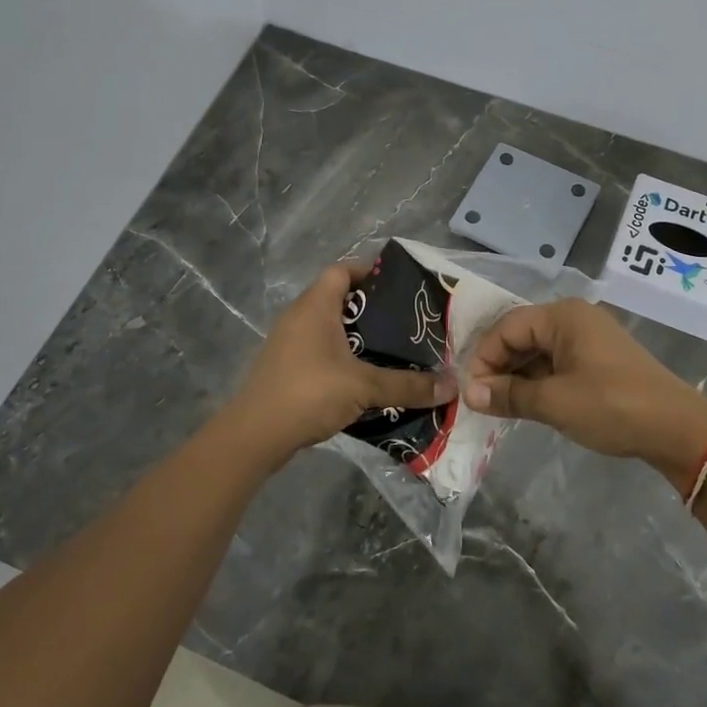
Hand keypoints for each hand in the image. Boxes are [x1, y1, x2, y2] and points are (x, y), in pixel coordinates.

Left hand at [220, 264, 455, 463]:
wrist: (254, 436)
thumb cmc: (308, 393)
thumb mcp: (364, 386)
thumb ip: (408, 385)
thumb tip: (452, 385)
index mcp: (315, 306)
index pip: (342, 270)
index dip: (369, 271)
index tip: (400, 286)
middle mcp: (299, 317)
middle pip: (339, 299)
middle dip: (372, 309)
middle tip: (406, 322)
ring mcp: (288, 343)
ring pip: (329, 328)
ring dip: (358, 337)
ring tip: (393, 350)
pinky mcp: (285, 368)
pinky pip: (320, 351)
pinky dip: (343, 357)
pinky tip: (365, 378)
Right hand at [462, 299, 706, 488]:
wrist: (677, 428)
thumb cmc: (612, 405)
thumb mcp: (555, 402)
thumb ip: (508, 395)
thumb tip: (469, 393)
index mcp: (562, 316)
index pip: (507, 327)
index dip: (484, 357)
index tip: (470, 391)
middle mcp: (574, 318)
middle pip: (522, 335)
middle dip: (499, 366)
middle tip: (482, 400)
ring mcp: (588, 338)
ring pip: (538, 351)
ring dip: (517, 376)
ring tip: (500, 406)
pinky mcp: (598, 359)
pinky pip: (556, 363)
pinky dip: (539, 381)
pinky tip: (528, 404)